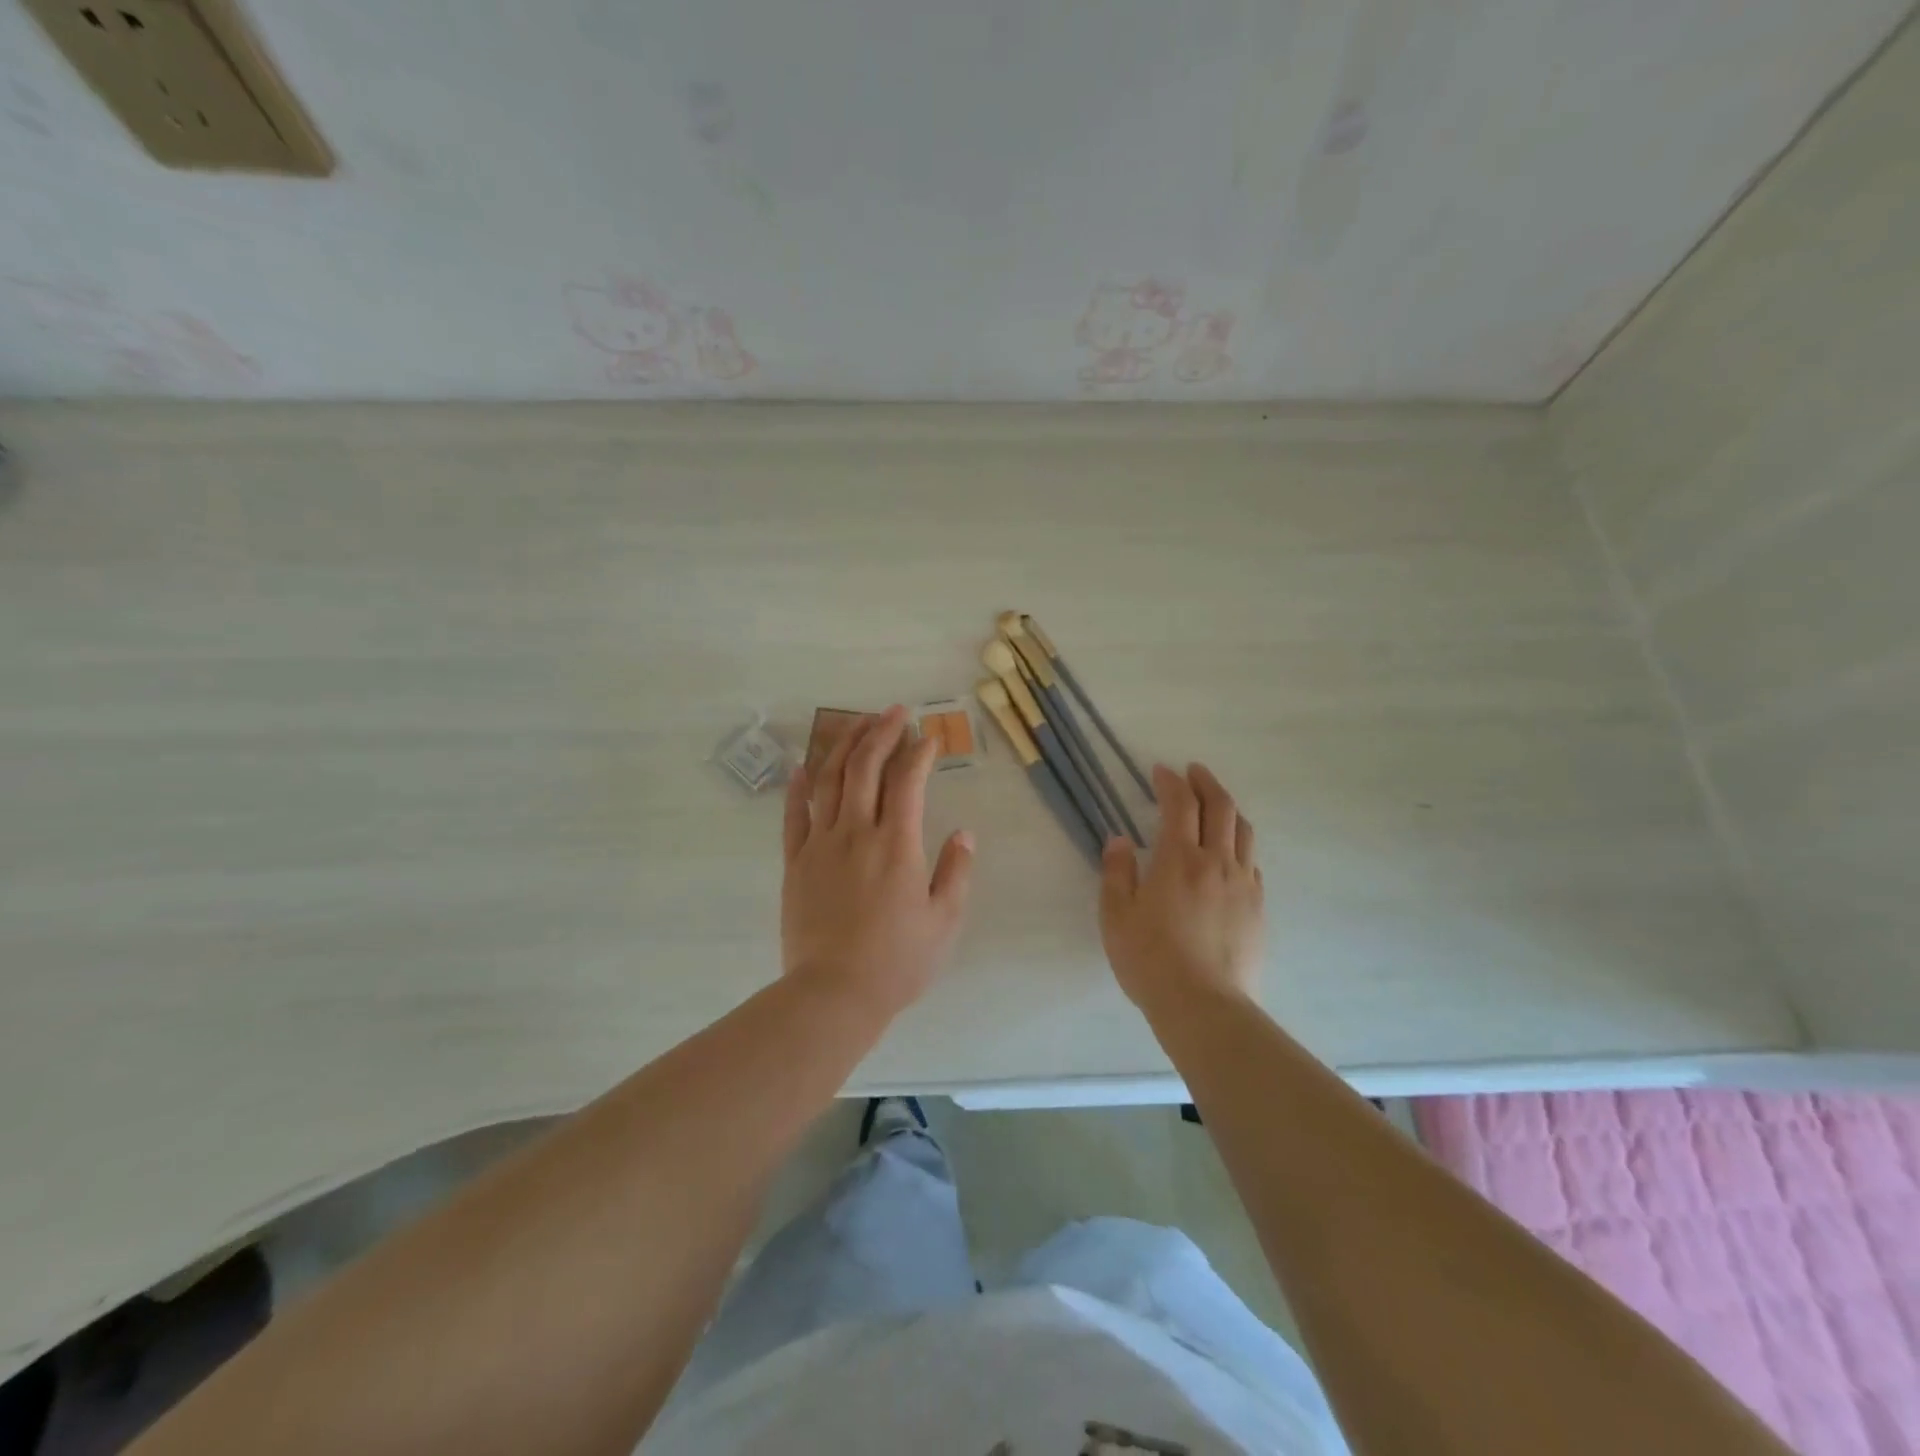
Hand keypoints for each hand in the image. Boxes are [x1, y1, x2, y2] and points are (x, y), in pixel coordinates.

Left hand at [781, 705, 974, 1015]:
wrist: (833, 994)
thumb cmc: (897, 962)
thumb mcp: (944, 922)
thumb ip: (956, 872)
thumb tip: (964, 833)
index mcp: (898, 845)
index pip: (908, 781)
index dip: (920, 752)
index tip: (929, 737)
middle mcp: (857, 833)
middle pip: (865, 767)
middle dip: (881, 732)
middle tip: (893, 712)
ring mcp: (821, 844)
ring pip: (830, 781)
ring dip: (844, 747)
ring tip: (857, 724)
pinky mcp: (795, 862)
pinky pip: (794, 815)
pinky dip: (798, 787)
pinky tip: (803, 766)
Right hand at [1100, 763, 1263, 1016]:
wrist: (1205, 1006)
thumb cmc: (1150, 960)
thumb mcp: (1116, 916)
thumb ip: (1116, 873)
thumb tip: (1120, 840)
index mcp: (1179, 859)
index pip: (1180, 805)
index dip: (1171, 782)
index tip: (1160, 771)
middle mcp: (1217, 862)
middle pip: (1221, 807)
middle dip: (1206, 782)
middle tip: (1193, 772)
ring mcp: (1244, 884)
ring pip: (1244, 831)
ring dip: (1229, 809)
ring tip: (1216, 805)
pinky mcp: (1258, 908)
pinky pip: (1252, 863)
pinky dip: (1239, 845)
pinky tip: (1229, 855)